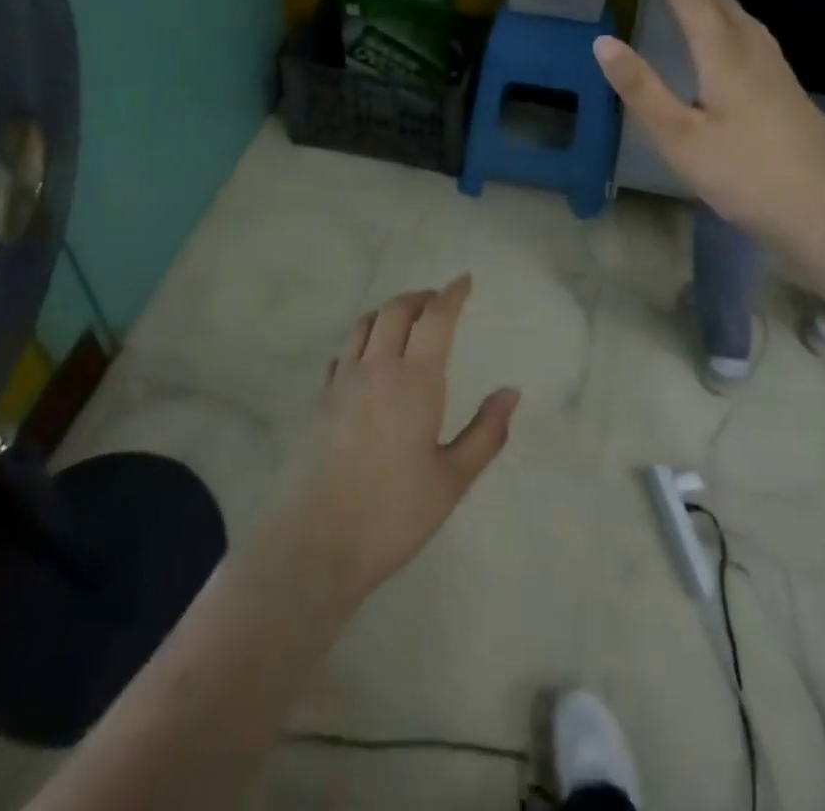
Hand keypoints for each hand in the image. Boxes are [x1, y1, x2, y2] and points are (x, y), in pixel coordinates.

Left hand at [252, 277, 518, 610]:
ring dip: (389, 312)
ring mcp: (341, 381)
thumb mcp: (451, 481)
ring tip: (406, 321)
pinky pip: (344, 352)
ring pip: (365, 324)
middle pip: (396, 310)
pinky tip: (368, 360)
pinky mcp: (318, 399)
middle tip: (438, 301)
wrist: (313, 544)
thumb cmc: (392, 515)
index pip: (435, 319)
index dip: (451, 294)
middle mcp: (376, 368)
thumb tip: (511, 392)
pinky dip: (363, 340)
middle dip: (420, 297)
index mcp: (414, 381)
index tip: (464, 280)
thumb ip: (486, 433)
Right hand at [593, 0, 824, 249]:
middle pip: (728, 11)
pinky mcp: (795, 100)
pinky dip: (741, 30)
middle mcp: (757, 59)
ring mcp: (782, 79)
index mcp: (726, 61)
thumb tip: (603, 42)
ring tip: (706, 3)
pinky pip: (762, 45)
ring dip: (724, 7)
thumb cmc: (742, 174)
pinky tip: (742, 52)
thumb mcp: (678, 136)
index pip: (696, 8)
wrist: (822, 213)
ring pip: (751, 27)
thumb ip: (641, 88)